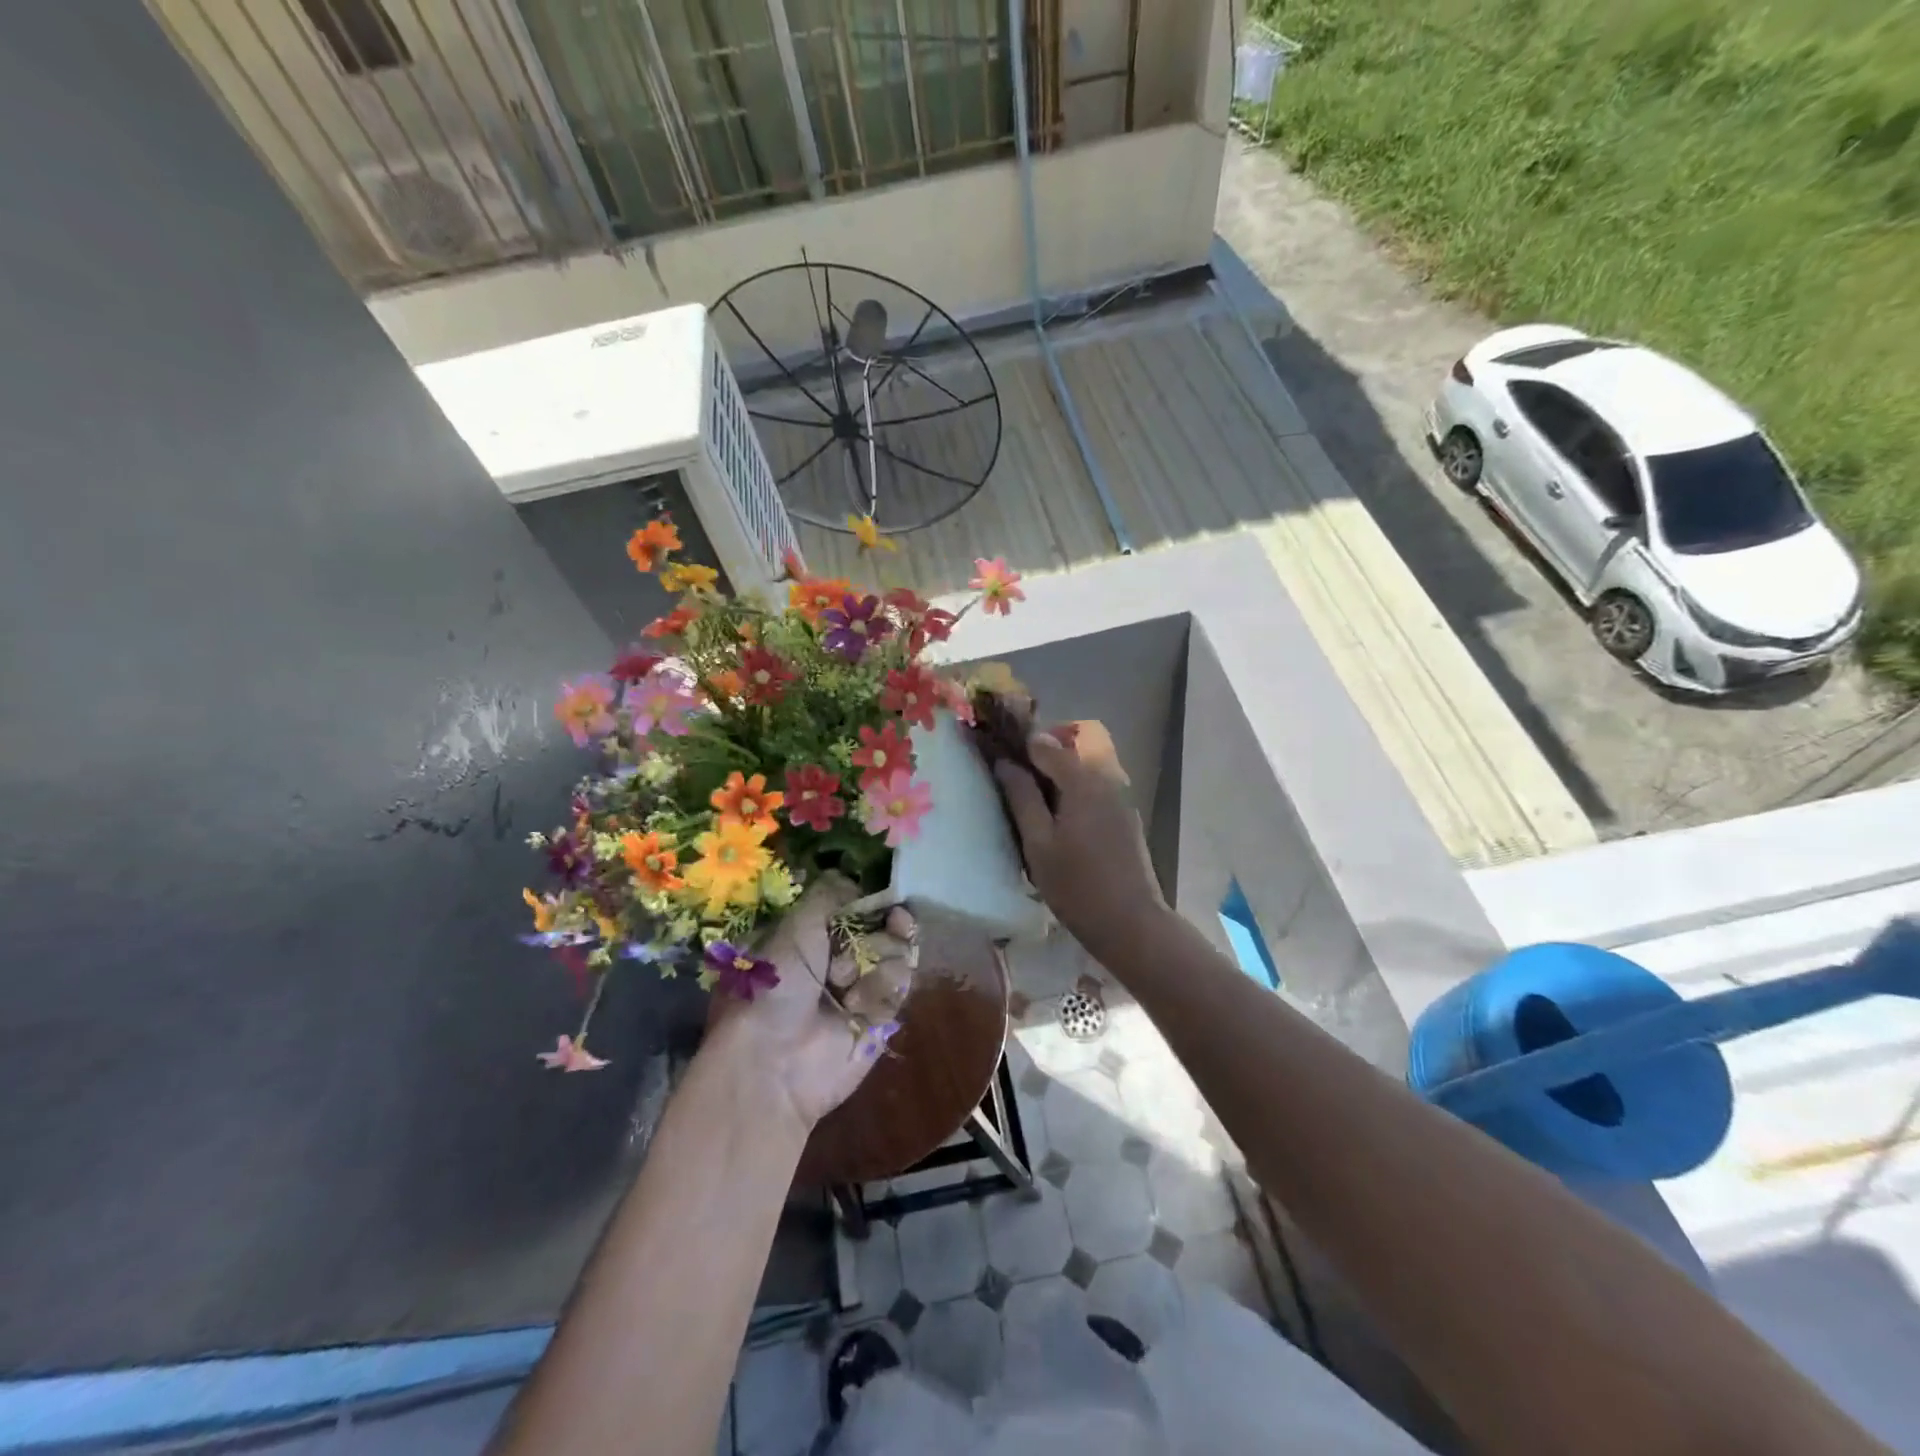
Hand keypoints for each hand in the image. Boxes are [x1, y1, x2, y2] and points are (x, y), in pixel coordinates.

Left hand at [708, 873, 916, 1132]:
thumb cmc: (776, 983)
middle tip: (865, 940)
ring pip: (898, 951)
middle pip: (886, 925)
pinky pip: (901, 984)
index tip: (887, 901)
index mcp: (815, 934)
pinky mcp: (882, 1016)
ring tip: (844, 982)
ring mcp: (863, 986)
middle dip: (882, 928)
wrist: (774, 1060)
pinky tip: (860, 1000)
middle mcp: (840, 957)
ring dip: (878, 960)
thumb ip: (832, 893)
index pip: (859, 905)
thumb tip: (860, 880)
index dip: (876, 900)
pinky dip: (883, 986)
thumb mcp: (796, 924)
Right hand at [992, 722, 1168, 961]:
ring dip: (1057, 775)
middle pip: (1070, 750)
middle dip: (1041, 756)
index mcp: (1082, 781)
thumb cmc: (1077, 885)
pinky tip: (1058, 820)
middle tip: (1014, 779)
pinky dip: (1073, 792)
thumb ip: (1021, 798)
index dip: (1020, 744)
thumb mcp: (1038, 843)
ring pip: (1084, 769)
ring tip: (1032, 802)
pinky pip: (1095, 789)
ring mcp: (1120, 798)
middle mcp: (1106, 779)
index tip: (998, 754)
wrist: (1131, 924)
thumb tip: (1005, 763)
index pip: (1047, 744)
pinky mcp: (1125, 818)